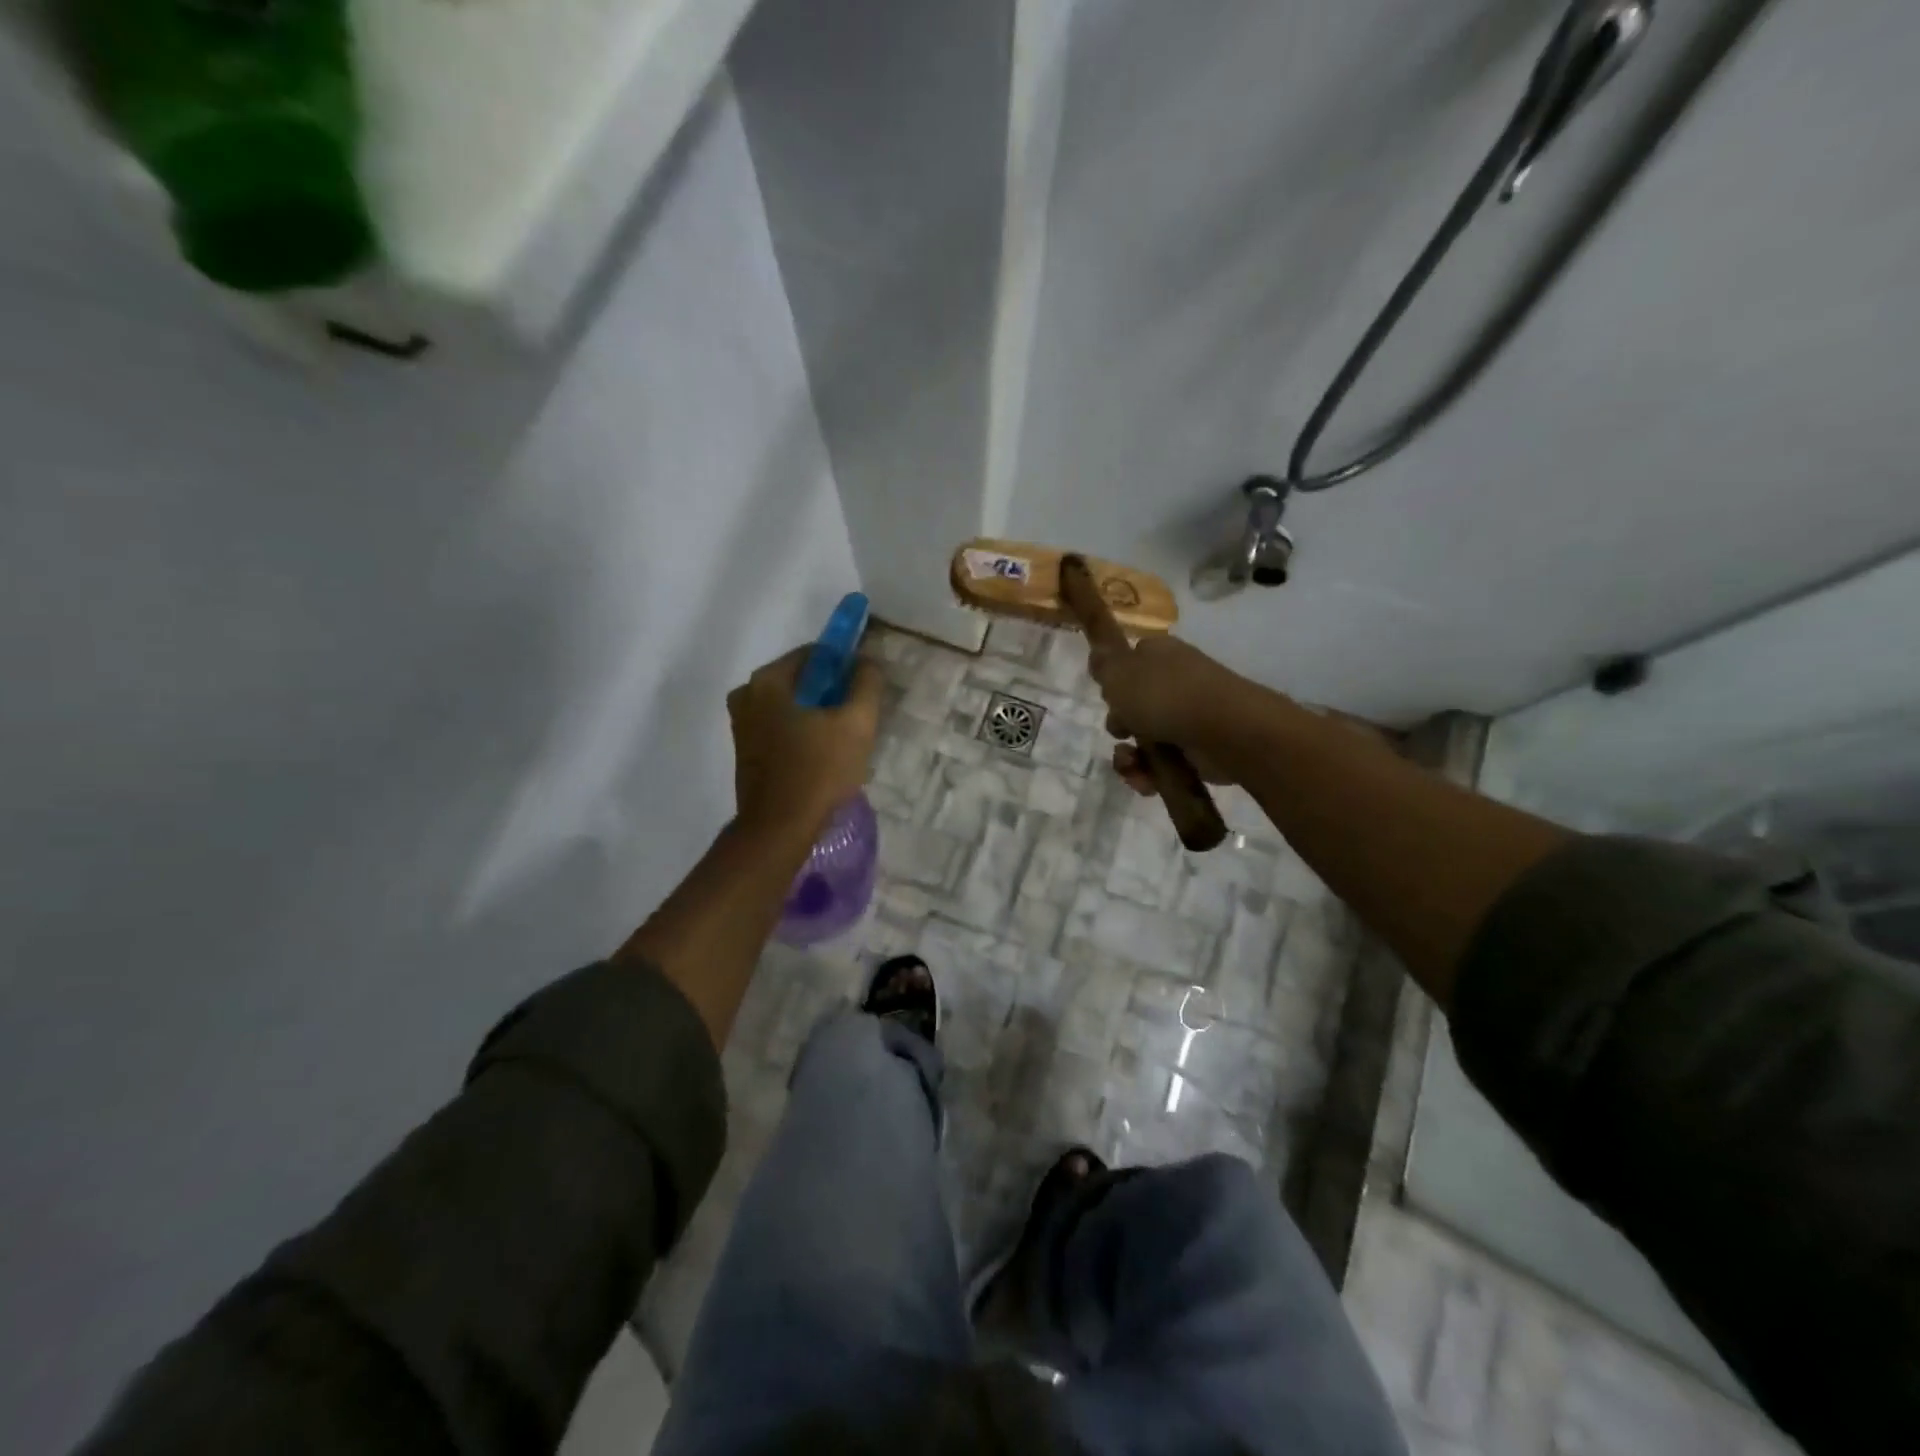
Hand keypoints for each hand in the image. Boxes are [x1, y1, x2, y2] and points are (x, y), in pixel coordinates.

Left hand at [728, 648, 882, 834]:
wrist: (779, 828)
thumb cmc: (818, 770)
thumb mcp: (856, 723)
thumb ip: (866, 683)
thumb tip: (866, 662)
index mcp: (767, 680)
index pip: (814, 654)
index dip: (844, 666)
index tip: (864, 687)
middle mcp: (746, 695)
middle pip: (801, 681)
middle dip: (831, 692)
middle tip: (858, 716)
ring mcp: (742, 725)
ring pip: (791, 706)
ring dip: (817, 715)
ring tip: (844, 740)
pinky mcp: (746, 751)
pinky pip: (780, 728)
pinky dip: (801, 733)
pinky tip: (823, 755)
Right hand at [1088, 635, 1263, 792]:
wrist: (1223, 730)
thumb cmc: (1164, 695)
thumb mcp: (1119, 673)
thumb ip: (1103, 664)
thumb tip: (1098, 652)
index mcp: (1160, 655)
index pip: (1132, 661)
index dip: (1115, 681)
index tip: (1107, 696)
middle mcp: (1177, 682)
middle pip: (1135, 704)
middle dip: (1120, 724)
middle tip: (1120, 731)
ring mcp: (1189, 716)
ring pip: (1146, 738)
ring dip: (1131, 757)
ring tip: (1131, 766)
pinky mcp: (1198, 750)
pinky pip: (1164, 763)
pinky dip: (1151, 774)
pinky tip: (1146, 781)